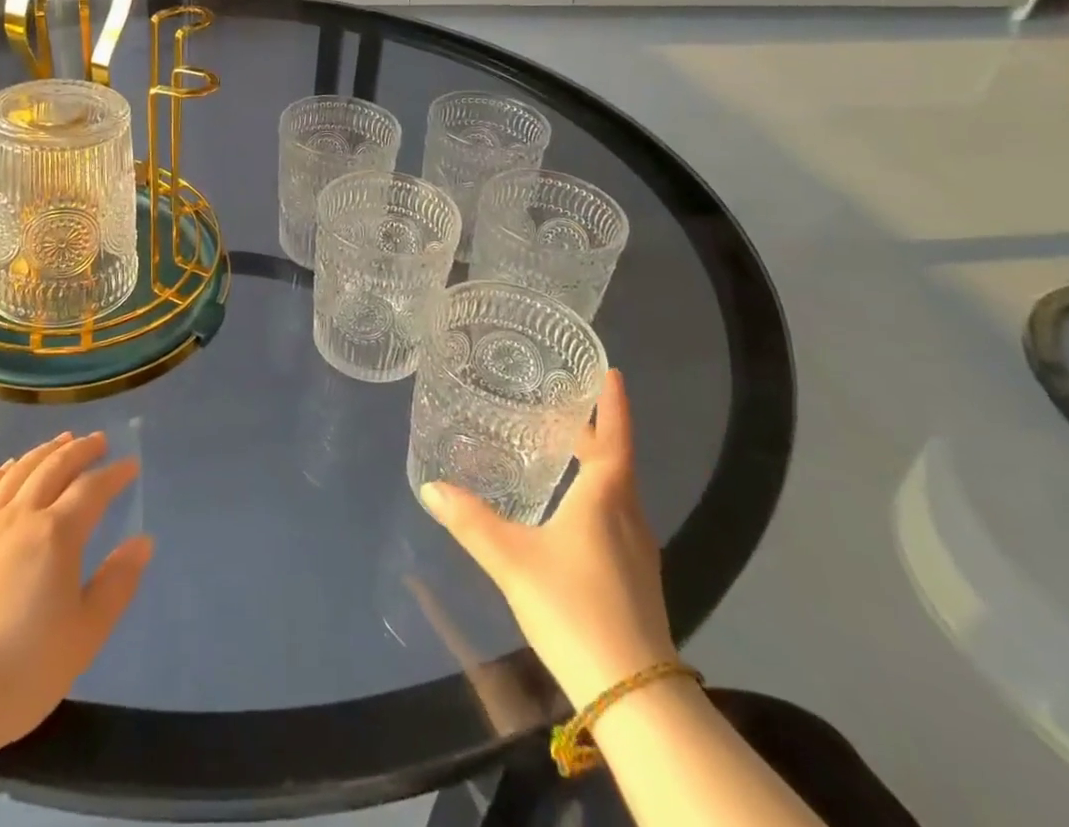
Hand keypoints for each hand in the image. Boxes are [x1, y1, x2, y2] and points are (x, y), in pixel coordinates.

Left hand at [0, 432, 151, 756]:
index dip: (114, 474)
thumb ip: (117, 584)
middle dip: (80, 450)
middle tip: (97, 440)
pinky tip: (5, 469)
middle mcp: (20, 516)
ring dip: (42, 453)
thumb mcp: (85, 635)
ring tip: (59, 442)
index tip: (130, 464)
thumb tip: (143, 541)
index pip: (92, 489)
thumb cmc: (22, 672)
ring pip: (17, 473)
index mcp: (57, 534)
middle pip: (54, 468)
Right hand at [421, 370, 673, 704]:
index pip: (614, 437)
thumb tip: (431, 486)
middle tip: (562, 405)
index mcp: (606, 498)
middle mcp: (628, 516)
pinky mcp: (635, 578)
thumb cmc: (575, 608)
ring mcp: (638, 550)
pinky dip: (595, 496)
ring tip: (561, 448)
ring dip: (595, 464)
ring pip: (616, 491)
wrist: (634, 696)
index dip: (613, 404)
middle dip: (593, 431)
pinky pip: (616, 517)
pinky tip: (569, 511)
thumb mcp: (512, 560)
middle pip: (614, 461)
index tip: (612, 371)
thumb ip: (471, 521)